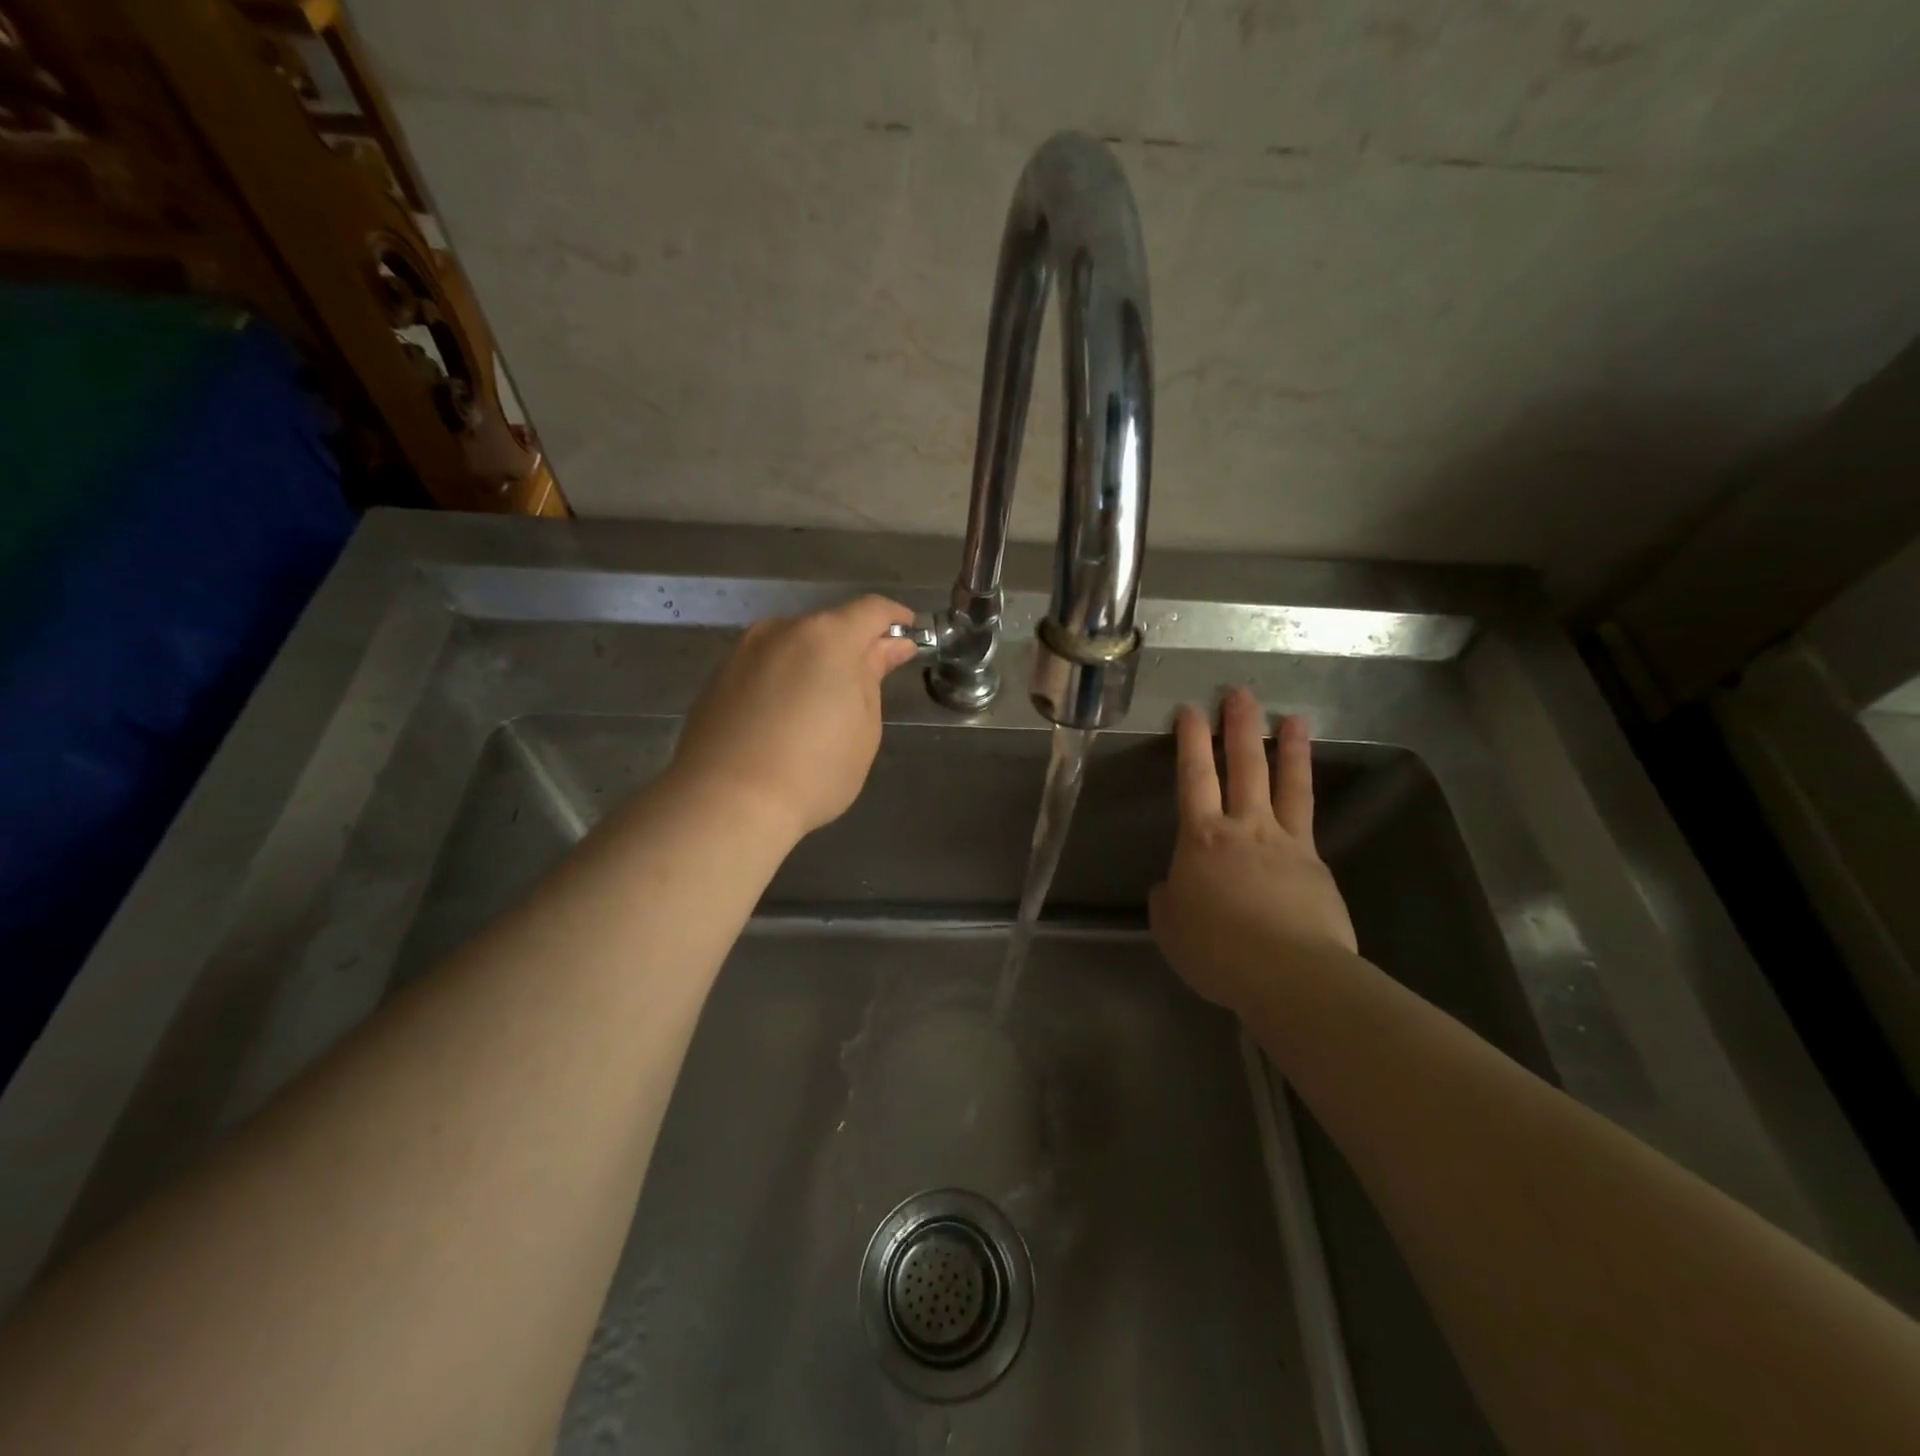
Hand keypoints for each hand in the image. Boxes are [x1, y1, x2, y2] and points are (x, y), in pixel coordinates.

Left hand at [668, 595, 918, 841]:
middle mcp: (781, 630)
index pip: (871, 609)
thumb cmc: (814, 770)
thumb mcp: (863, 727)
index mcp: (827, 637)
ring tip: (822, 707)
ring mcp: (743, 652)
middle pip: (829, 625)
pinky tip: (784, 718)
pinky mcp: (717, 678)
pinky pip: (764, 667)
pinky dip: (783, 680)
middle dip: (853, 646)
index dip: (895, 618)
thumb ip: (874, 676)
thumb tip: (889, 647)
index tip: (909, 636)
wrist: (725, 803)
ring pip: (793, 645)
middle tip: (868, 683)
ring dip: (814, 663)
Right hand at [1149, 687, 1356, 1013]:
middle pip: (1243, 765)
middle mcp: (1244, 827)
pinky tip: (1304, 793)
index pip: (1194, 776)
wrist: (1289, 974)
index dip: (1191, 740)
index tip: (1190, 710)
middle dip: (1239, 726)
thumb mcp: (1171, 928)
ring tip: (1293, 717)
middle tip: (1239, 693)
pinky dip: (1304, 800)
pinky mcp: (1315, 863)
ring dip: (1287, 747)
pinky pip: (1308, 820)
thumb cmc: (1217, 950)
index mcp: (1201, 838)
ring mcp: (1285, 842)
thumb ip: (1169, 900)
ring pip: (1286, 783)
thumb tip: (1174, 887)